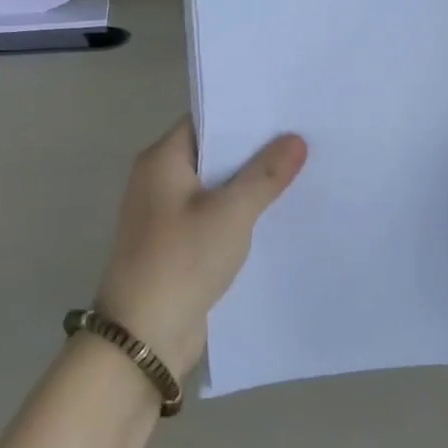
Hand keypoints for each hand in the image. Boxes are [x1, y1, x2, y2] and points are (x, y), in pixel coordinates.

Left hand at [95, 118, 306, 375]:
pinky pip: (215, 218)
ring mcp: (167, 215)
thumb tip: (295, 139)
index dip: (245, 115)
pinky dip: (241, 214)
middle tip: (304, 138)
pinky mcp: (178, 246)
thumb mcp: (231, 212)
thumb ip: (265, 174)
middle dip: (255, 150)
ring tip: (302, 172)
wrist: (143, 336)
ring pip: (217, 188)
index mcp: (161, 160)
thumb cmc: (182, 260)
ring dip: (250, 185)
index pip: (206, 121)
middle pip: (213, 154)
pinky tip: (277, 215)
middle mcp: (159, 181)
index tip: (286, 111)